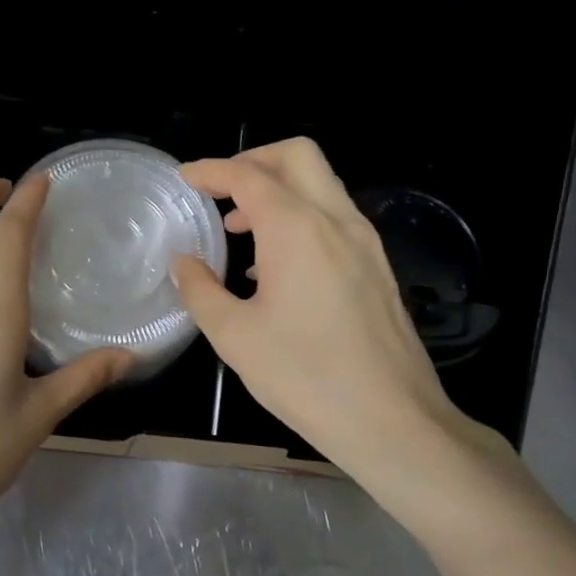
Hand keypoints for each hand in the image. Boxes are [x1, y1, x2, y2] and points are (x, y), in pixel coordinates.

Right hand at [171, 138, 512, 488]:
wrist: (391, 419)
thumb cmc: (304, 377)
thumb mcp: (234, 336)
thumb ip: (200, 290)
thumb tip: (184, 261)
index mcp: (297, 229)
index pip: (248, 176)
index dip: (211, 171)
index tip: (184, 178)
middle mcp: (336, 221)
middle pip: (297, 156)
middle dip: (253, 159)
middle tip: (219, 190)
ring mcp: (365, 242)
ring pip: (321, 184)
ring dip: (277, 190)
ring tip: (239, 230)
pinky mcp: (378, 266)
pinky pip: (334, 218)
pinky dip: (300, 216)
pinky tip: (275, 265)